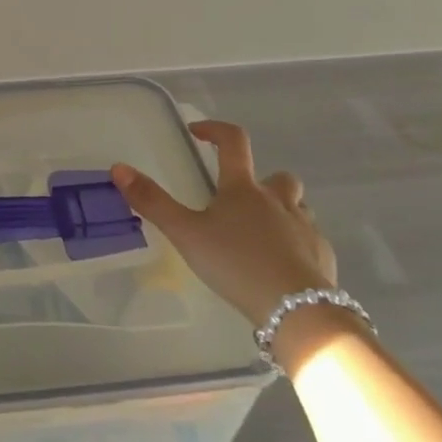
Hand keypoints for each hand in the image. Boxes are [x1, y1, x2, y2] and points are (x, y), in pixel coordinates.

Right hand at [112, 120, 334, 326]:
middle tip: (239, 200)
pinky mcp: (322, 256)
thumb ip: (152, 202)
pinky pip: (309, 239)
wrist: (298, 310)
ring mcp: (305, 227)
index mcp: (243, 189)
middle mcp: (278, 200)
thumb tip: (118, 167)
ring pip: (297, 206)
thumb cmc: (236, 264)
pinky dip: (295, 243)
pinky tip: (280, 266)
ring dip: (281, 210)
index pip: (234, 141)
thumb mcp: (185, 234)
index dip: (215, 130)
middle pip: (278, 176)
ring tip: (260, 233)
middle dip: (260, 180)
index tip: (198, 132)